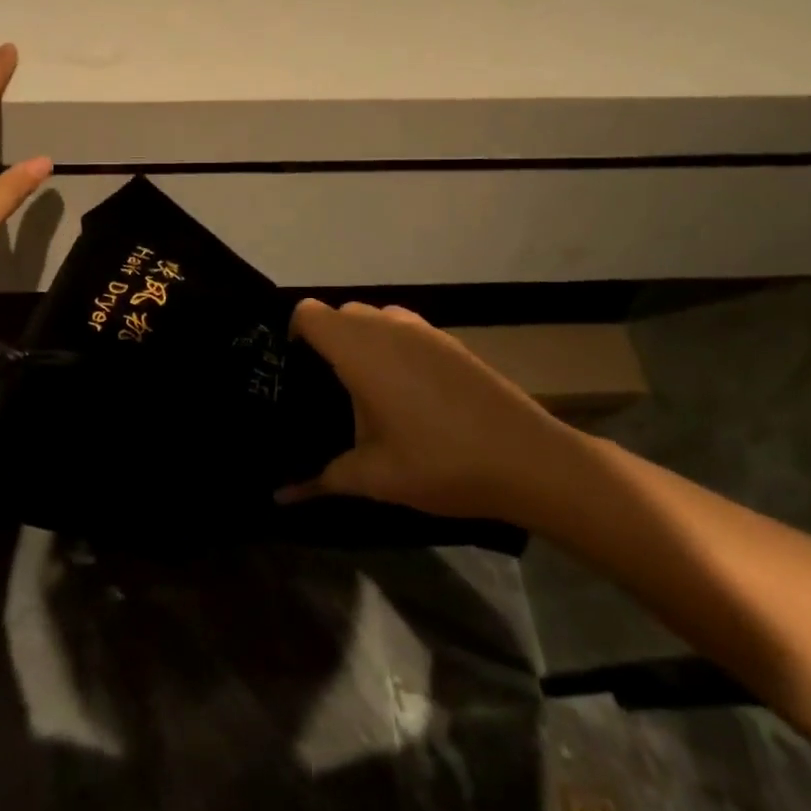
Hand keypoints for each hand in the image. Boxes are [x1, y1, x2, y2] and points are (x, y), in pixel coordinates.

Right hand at [281, 300, 594, 522]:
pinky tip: (405, 395)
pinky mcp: (451, 343)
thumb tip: (280, 496)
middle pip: (340, 314)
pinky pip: (405, 331)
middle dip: (325, 342)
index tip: (291, 372)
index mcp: (360, 349)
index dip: (292, 335)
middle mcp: (388, 327)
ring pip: (375, 319)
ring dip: (362, 342)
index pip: (308, 313)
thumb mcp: (374, 477)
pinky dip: (392, 348)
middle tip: (322, 390)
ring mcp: (424, 331)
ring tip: (363, 391)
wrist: (530, 460)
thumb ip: (321, 480)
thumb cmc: (441, 462)